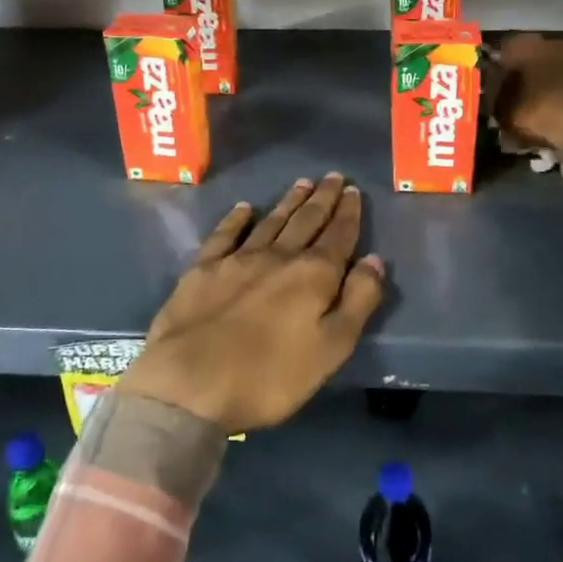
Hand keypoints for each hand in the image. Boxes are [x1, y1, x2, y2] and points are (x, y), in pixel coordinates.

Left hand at [119, 174, 385, 433]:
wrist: (189, 384)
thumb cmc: (269, 377)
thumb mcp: (331, 349)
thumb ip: (358, 301)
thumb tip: (374, 259)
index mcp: (313, 275)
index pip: (339, 236)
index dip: (349, 213)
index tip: (355, 191)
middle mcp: (278, 257)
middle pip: (307, 221)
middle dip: (323, 198)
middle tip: (334, 176)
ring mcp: (237, 259)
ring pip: (271, 222)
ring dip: (289, 202)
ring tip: (303, 183)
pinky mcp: (203, 269)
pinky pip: (225, 234)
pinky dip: (237, 219)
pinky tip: (244, 208)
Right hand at [492, 34, 562, 149]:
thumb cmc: (540, 112)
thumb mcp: (505, 110)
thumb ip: (496, 96)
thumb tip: (492, 89)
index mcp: (527, 45)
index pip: (506, 49)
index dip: (500, 68)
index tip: (496, 85)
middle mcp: (555, 42)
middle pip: (535, 55)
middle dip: (528, 73)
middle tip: (520, 95)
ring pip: (559, 66)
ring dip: (552, 81)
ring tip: (544, 105)